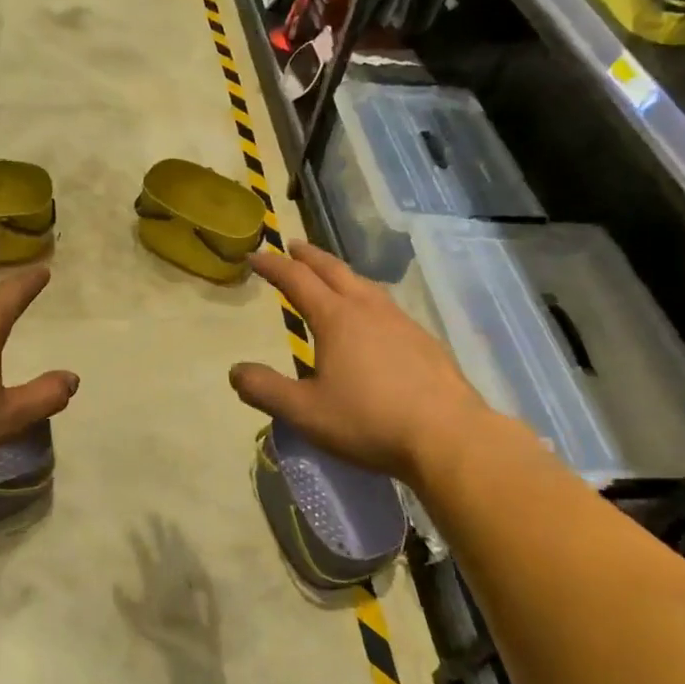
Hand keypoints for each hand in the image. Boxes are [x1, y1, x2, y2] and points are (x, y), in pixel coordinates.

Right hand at [228, 241, 493, 486]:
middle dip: (309, 257)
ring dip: (341, 274)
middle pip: (334, 271)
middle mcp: (368, 309)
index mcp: (336, 318)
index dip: (273, 266)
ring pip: (364, 285)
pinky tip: (373, 318)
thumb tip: (235, 371)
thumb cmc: (369, 421)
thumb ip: (265, 390)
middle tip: (293, 247)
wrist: (449, 437)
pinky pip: (386, 306)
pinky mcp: (424, 341)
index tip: (256, 256)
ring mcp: (401, 322)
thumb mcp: (305, 411)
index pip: (297, 280)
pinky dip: (366, 297)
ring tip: (331, 276)